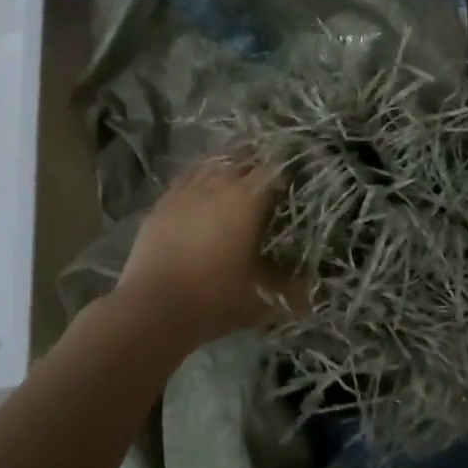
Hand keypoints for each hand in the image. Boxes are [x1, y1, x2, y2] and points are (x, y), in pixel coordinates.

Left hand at [115, 159, 305, 347]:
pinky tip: (202, 189)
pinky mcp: (162, 202)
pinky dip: (200, 178)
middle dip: (259, 164)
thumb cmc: (215, 299)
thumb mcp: (262, 298)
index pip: (275, 169)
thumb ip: (292, 290)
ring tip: (237, 177)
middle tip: (269, 179)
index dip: (287, 171)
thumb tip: (313, 292)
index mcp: (248, 200)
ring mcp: (186, 190)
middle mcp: (218, 184)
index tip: (295, 181)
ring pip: (212, 163)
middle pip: (243, 158)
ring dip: (228, 166)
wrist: (154, 308)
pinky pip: (187, 178)